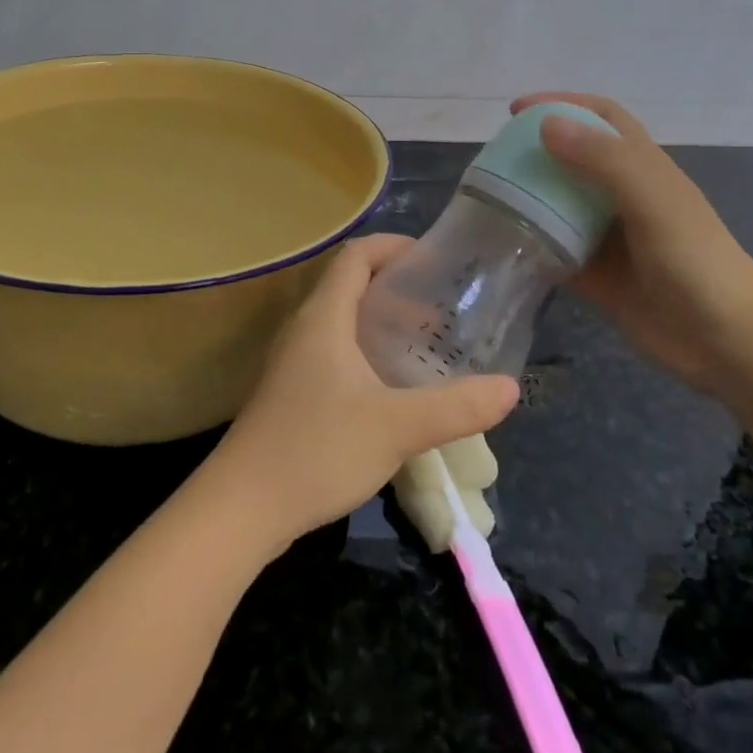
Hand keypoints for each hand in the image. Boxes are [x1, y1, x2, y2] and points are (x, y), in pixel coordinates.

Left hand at [203, 234, 519, 551]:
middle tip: (441, 310)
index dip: (394, 246)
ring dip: (382, 323)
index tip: (433, 259)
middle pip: (350, 285)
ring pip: (342, 322)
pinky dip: (367, 352)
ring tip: (424, 345)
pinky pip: (334, 352)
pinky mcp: (291, 392)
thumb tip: (510, 388)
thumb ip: (456, 407)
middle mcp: (304, 328)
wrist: (242, 507)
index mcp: (324, 316)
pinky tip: (391, 388)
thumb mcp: (397, 427)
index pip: (356, 255)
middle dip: (397, 289)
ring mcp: (293, 361)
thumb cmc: (317, 449)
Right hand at [511, 91, 752, 398]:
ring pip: (558, 205)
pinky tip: (500, 244)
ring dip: (526, 197)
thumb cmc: (696, 262)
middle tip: (490, 159)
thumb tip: (544, 124)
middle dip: (533, 151)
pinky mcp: (595, 275)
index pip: (600, 118)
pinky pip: (554, 250)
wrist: (727, 343)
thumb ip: (604, 160)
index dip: (561, 104)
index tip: (516, 110)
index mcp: (642, 167)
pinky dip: (529, 244)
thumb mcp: (653, 201)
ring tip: (485, 197)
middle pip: (571, 158)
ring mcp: (608, 237)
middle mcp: (622, 196)